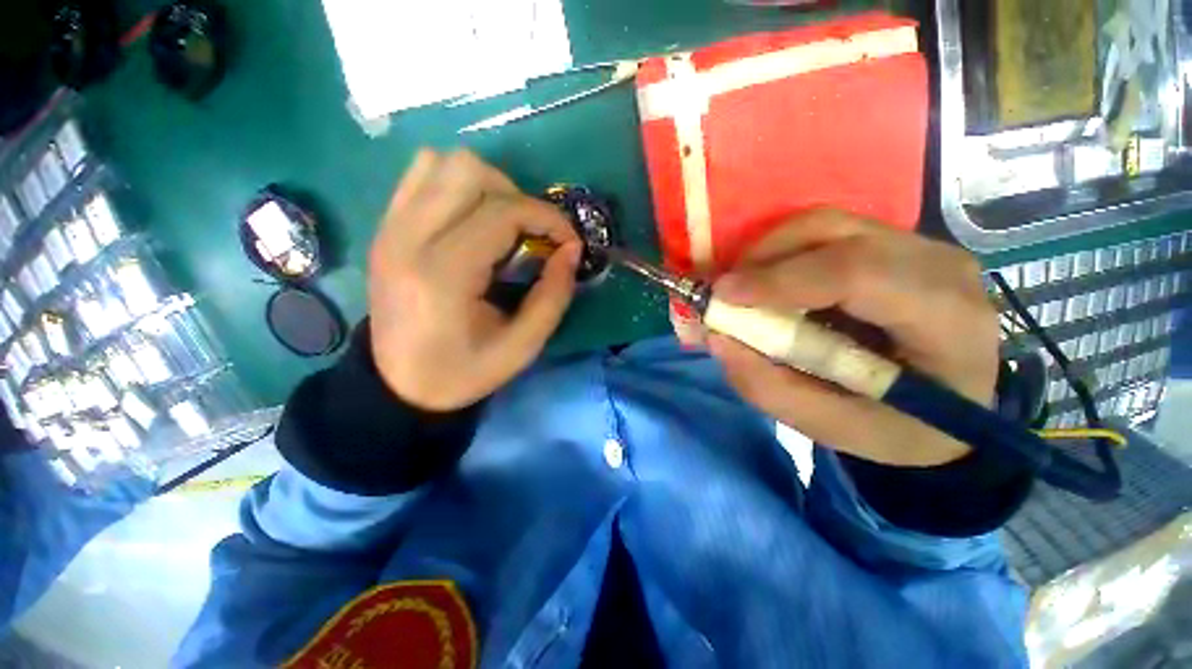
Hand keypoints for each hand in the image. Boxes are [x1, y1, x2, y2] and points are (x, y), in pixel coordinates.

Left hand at [368, 149, 582, 410]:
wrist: (399, 385)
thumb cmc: (464, 372)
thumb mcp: (522, 347)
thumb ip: (554, 295)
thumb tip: (572, 250)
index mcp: (444, 274)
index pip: (503, 211)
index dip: (548, 218)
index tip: (569, 242)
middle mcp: (408, 238)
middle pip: (468, 169)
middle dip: (516, 196)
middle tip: (531, 234)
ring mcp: (390, 228)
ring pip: (441, 162)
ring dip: (486, 186)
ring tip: (502, 224)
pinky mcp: (385, 228)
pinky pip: (421, 176)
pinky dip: (456, 186)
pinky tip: (472, 221)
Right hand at [707, 209, 998, 466]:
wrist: (957, 411)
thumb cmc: (902, 428)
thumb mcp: (835, 428)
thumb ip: (772, 388)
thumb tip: (716, 338)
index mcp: (946, 319)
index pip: (857, 273)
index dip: (780, 279)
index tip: (722, 296)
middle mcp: (938, 265)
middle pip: (833, 232)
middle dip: (763, 257)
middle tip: (725, 293)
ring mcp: (918, 246)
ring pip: (824, 224)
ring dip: (768, 252)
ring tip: (743, 289)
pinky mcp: (894, 243)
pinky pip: (825, 233)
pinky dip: (783, 253)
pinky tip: (769, 283)